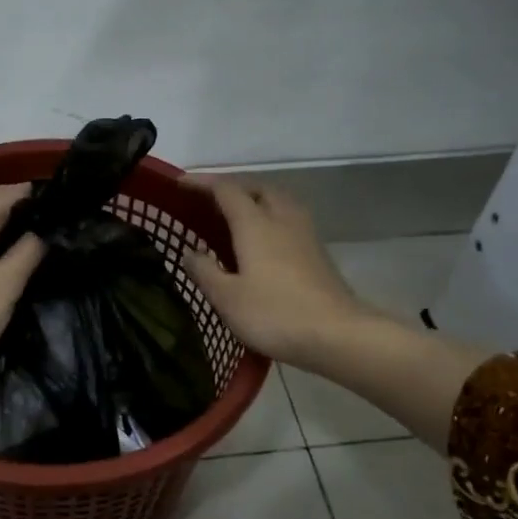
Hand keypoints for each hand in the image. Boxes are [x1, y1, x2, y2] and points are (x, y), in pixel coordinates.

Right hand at [181, 178, 365, 369]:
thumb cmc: (275, 314)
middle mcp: (281, 219)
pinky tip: (264, 240)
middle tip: (210, 200)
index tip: (179, 184)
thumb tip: (190, 252)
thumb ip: (205, 271)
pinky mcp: (317, 252)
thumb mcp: (227, 298)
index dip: (201, 183)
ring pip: (278, 201)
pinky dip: (271, 217)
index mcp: (255, 224)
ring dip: (256, 199)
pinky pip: (289, 219)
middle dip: (232, 187)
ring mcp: (304, 234)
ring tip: (237, 215)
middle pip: (257, 188)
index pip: (225, 190)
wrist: (338, 334)